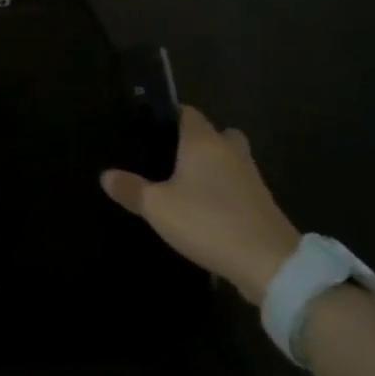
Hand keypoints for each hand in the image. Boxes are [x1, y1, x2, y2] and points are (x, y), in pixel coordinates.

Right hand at [101, 108, 301, 304]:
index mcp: (203, 141)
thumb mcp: (158, 207)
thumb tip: (105, 175)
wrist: (269, 263)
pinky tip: (208, 209)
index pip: (188, 112)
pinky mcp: (263, 202)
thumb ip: (131, 189)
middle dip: (198, 142)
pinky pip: (239, 185)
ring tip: (187, 186)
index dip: (171, 116)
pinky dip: (226, 191)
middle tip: (173, 158)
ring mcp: (251, 176)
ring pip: (230, 160)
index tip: (152, 129)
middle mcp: (230, 151)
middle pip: (216, 133)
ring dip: (214, 168)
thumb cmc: (208, 221)